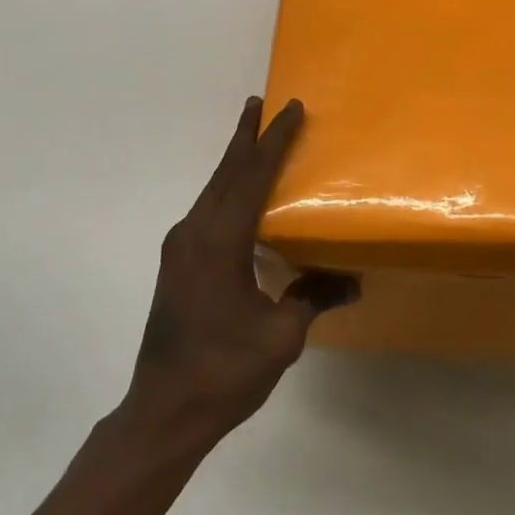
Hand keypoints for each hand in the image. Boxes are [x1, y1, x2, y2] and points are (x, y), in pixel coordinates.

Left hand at [123, 97, 356, 450]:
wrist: (162, 411)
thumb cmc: (224, 372)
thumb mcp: (280, 336)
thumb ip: (312, 298)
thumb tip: (351, 281)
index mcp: (219, 241)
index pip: (252, 176)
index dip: (273, 141)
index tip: (289, 109)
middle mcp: (195, 232)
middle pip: (225, 172)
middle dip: (245, 136)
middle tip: (259, 103)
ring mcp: (180, 247)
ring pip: (213, 189)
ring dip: (234, 161)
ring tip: (252, 138)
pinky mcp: (176, 263)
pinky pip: (206, 210)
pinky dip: (226, 189)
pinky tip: (238, 196)